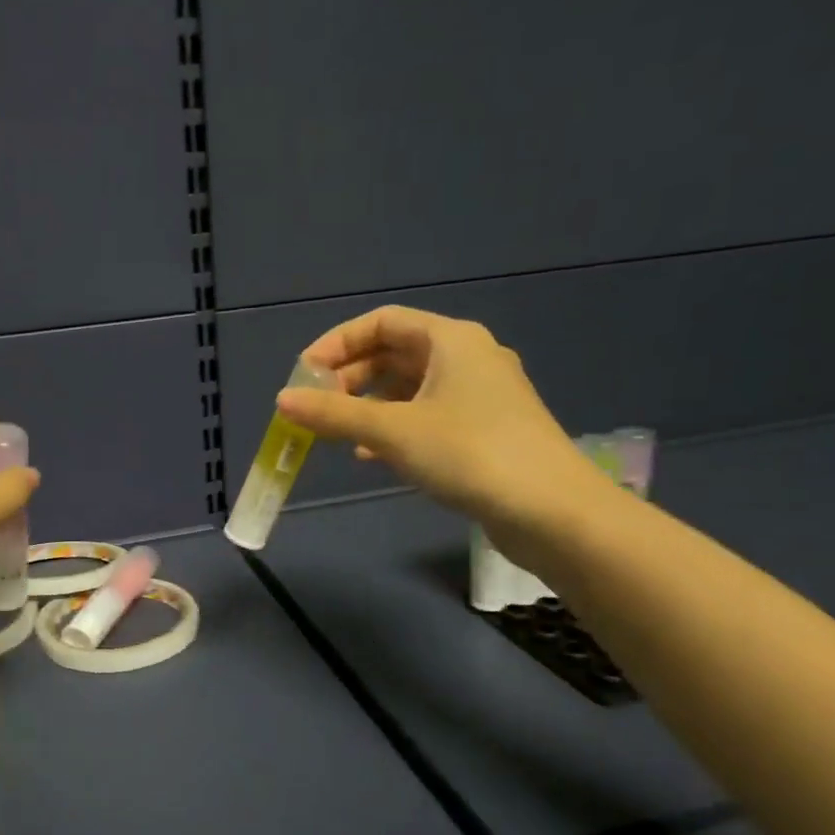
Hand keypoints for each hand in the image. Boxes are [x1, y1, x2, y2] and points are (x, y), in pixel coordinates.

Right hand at [275, 306, 614, 567]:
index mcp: (451, 340)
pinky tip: (373, 456)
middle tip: (317, 407)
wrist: (551, 511)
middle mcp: (468, 357)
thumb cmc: (469, 454)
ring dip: (369, 405)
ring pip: (411, 388)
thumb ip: (335, 414)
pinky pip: (428, 415)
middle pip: (395, 353)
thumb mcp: (393, 431)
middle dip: (350, 378)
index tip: (304, 374)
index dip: (337, 343)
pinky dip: (395, 427)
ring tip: (338, 433)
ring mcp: (481, 395)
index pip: (382, 322)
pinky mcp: (486, 430)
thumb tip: (282, 400)